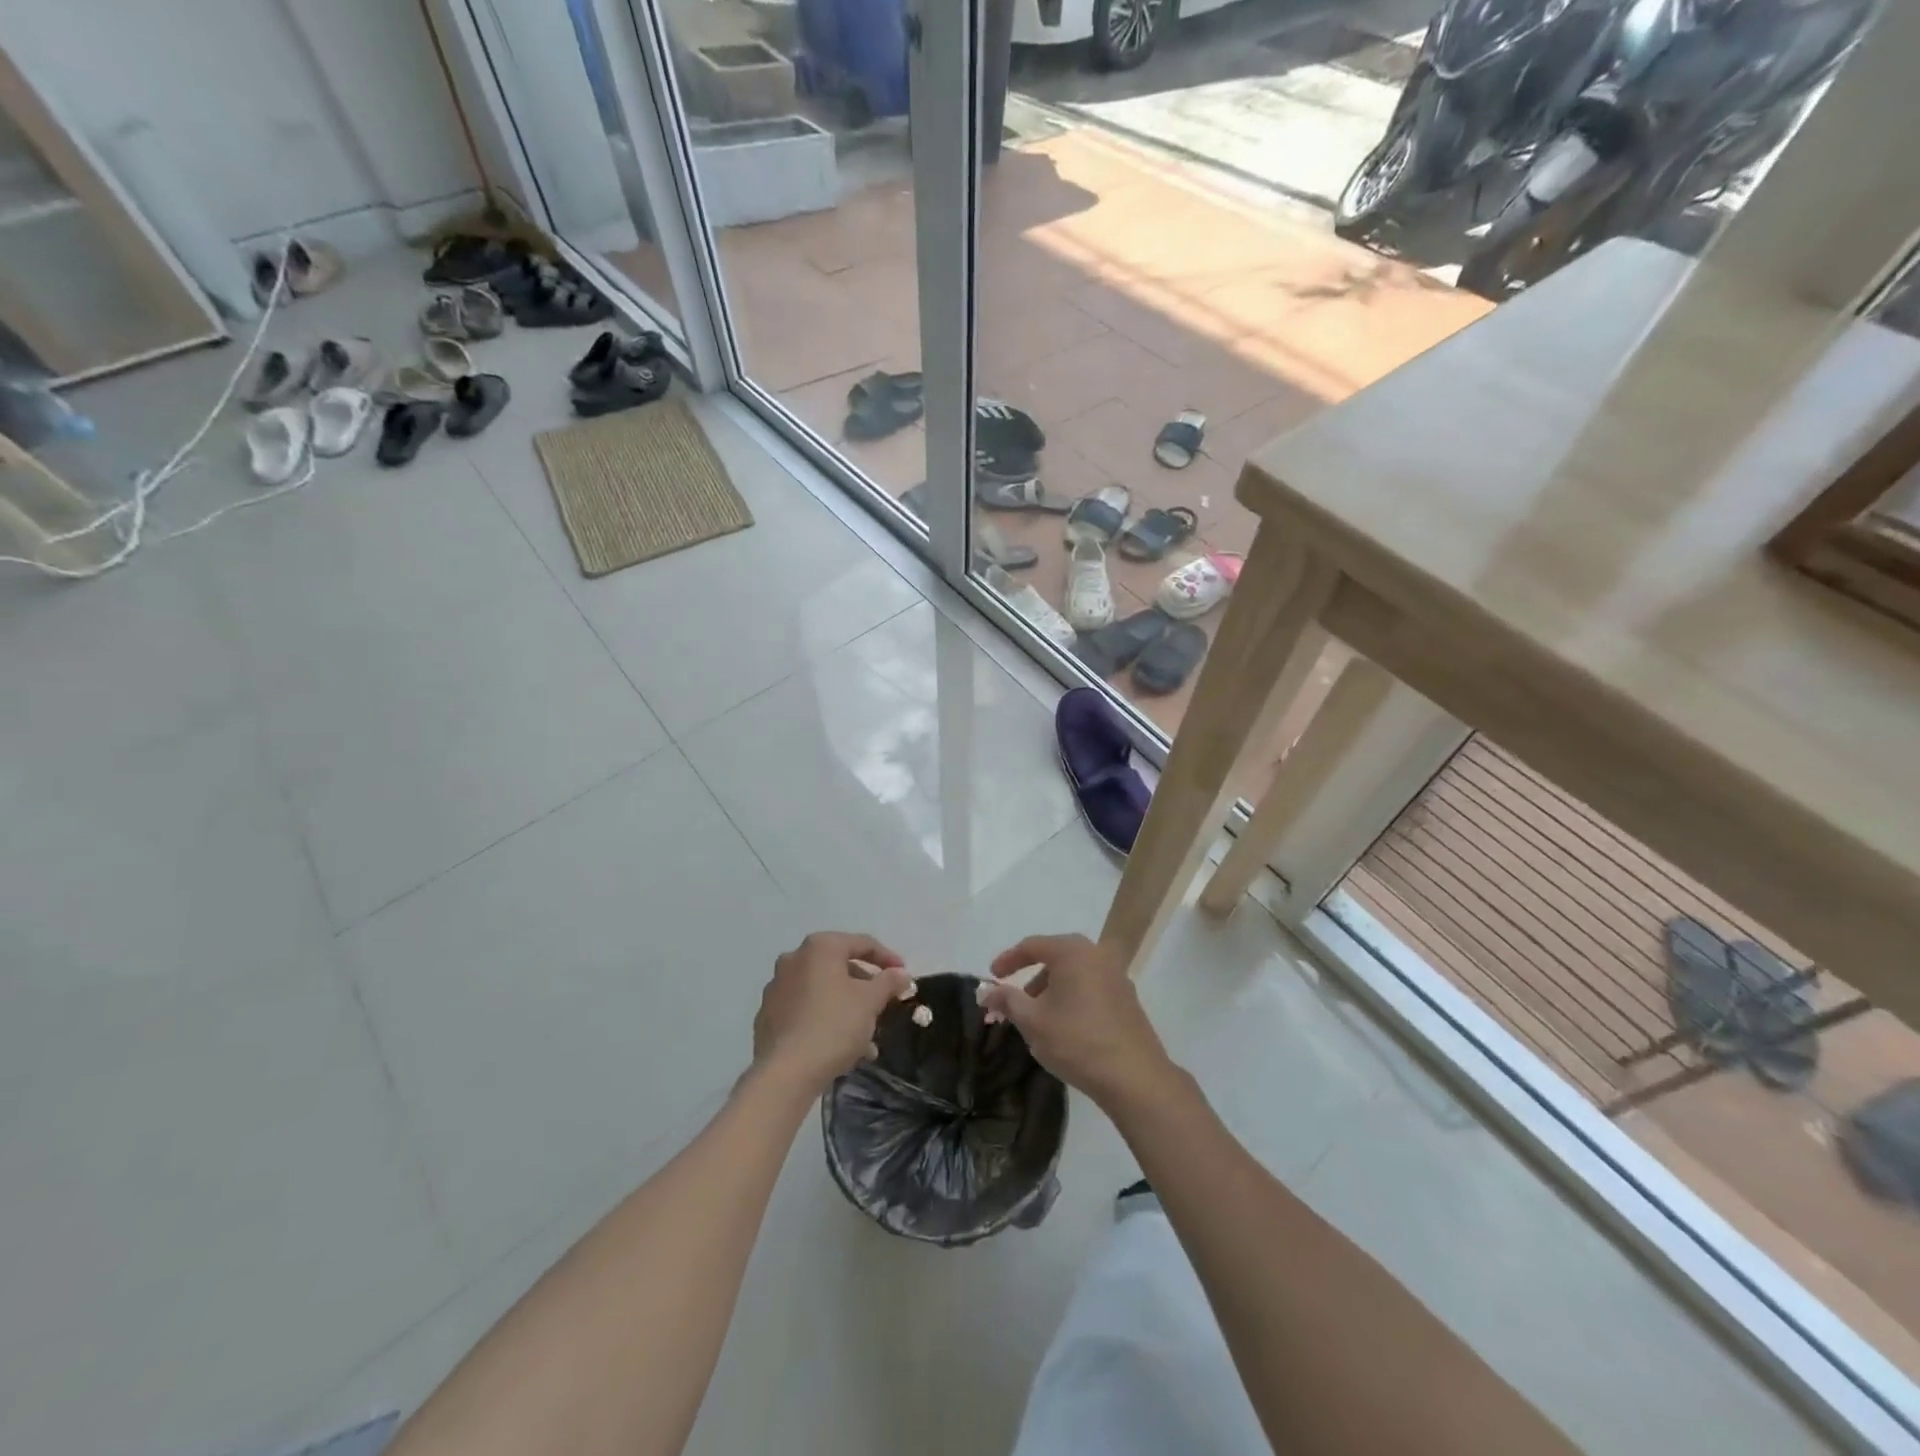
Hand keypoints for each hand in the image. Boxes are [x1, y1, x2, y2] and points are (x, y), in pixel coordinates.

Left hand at [752, 932, 911, 1093]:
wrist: (786, 1072)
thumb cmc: (834, 1025)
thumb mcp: (871, 1001)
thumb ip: (889, 982)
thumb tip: (901, 973)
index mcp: (820, 947)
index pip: (862, 943)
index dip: (887, 958)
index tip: (904, 975)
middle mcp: (794, 959)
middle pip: (840, 966)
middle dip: (865, 987)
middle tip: (883, 1004)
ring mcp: (777, 987)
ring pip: (822, 991)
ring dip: (847, 1007)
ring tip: (866, 1036)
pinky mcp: (768, 1015)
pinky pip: (805, 1010)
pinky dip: (825, 1019)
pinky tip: (841, 1046)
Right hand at [979, 933, 1178, 1110]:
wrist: (1135, 1077)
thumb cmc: (1077, 1041)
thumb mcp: (1032, 1021)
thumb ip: (1007, 1000)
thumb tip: (986, 990)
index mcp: (1073, 951)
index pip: (1032, 946)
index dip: (1008, 960)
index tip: (991, 978)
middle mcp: (1097, 954)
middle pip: (1054, 957)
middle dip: (1029, 978)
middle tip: (1013, 1000)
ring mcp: (1117, 976)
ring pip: (1074, 974)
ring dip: (1051, 990)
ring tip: (1037, 1018)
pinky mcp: (1127, 998)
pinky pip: (1090, 987)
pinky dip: (1072, 997)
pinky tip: (1064, 1025)